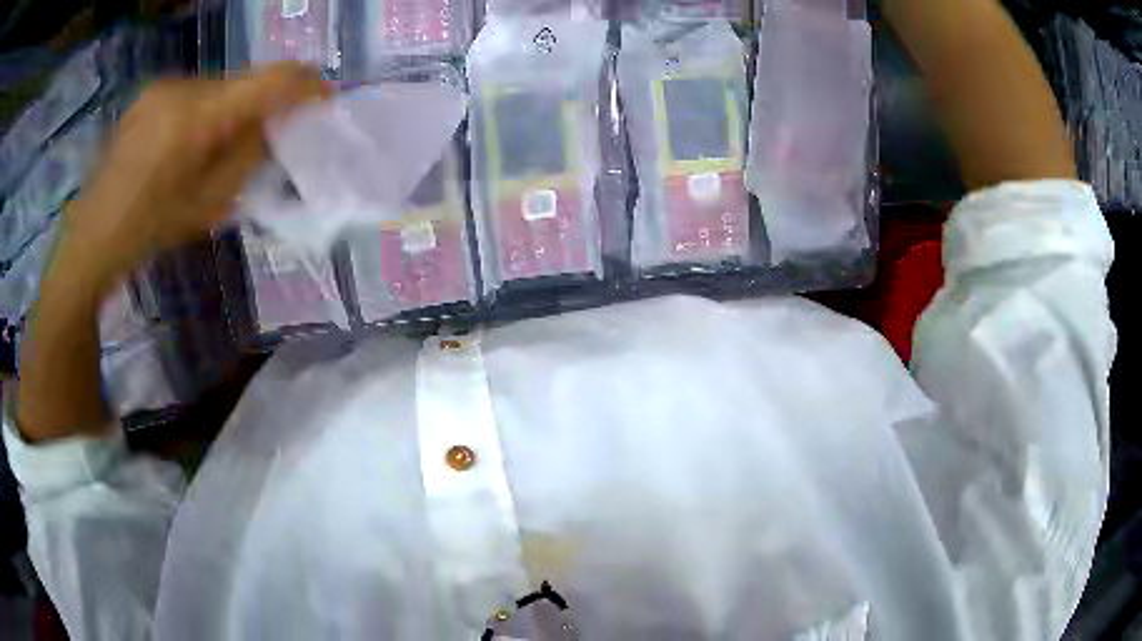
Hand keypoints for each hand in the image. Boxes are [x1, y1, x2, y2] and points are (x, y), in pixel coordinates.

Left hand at [57, 62, 329, 288]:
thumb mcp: (209, 204)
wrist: (93, 234)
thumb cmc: (149, 229)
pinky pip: (193, 92)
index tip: (327, 95)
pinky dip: (205, 110)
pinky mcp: (149, 93)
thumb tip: (274, 127)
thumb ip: (247, 157)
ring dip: (230, 108)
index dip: (305, 84)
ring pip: (217, 87)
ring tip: (219, 144)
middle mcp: (183, 88)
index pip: (270, 81)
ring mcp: (162, 87)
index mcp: (198, 117)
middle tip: (269, 133)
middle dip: (263, 103)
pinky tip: (189, 141)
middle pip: (243, 81)